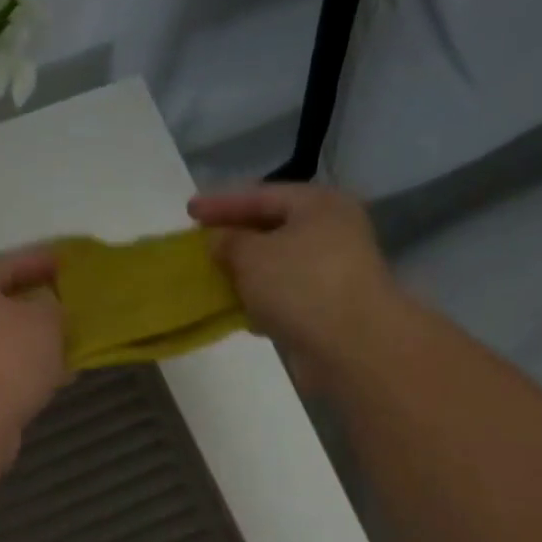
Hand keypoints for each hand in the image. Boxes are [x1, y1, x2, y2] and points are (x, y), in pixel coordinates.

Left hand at [0, 246, 66, 462]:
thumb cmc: (5, 361)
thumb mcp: (45, 320)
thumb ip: (51, 304)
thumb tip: (42, 307)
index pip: (11, 260)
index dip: (43, 260)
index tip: (68, 262)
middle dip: (32, 300)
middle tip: (64, 301)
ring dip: (26, 335)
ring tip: (61, 340)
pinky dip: (17, 363)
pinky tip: (44, 374)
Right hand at [189, 184, 404, 382]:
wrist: (353, 346)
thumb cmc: (300, 286)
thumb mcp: (251, 255)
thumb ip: (228, 241)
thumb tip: (221, 241)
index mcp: (318, 205)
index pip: (261, 195)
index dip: (221, 203)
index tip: (189, 211)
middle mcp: (332, 231)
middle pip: (272, 228)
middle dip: (235, 237)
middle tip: (202, 243)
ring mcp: (334, 271)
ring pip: (278, 264)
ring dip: (246, 272)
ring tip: (214, 279)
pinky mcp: (329, 307)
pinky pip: (285, 295)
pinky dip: (261, 300)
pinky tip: (239, 312)